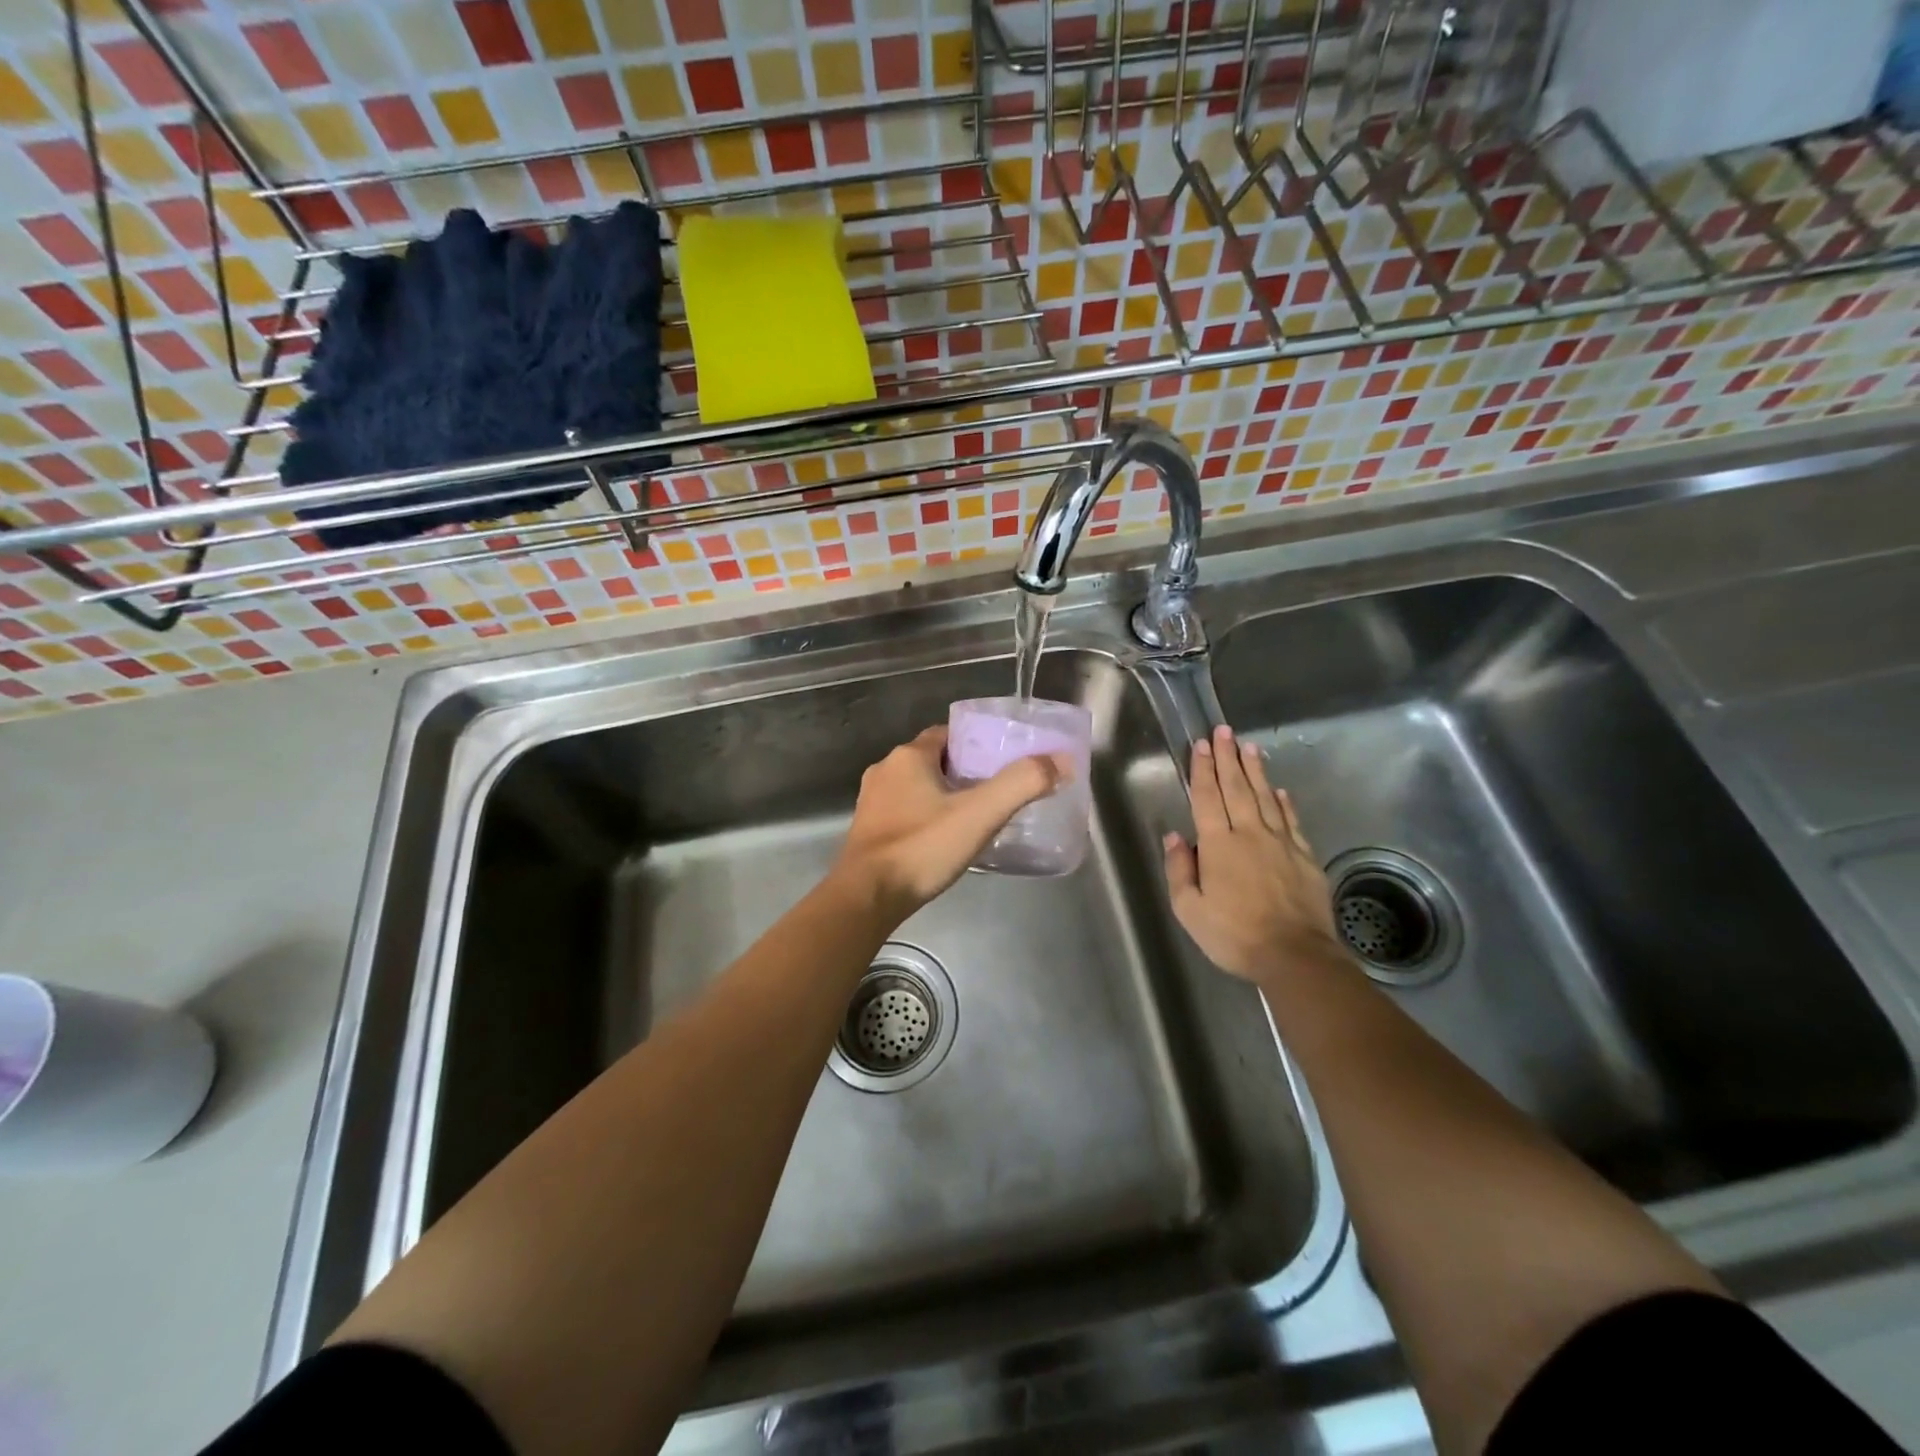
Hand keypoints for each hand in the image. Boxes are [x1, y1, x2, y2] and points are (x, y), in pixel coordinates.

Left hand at [834, 726, 1069, 919]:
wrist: (867, 897)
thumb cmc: (922, 848)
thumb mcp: (980, 814)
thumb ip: (1022, 784)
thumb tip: (1061, 760)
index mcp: (909, 756)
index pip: (949, 734)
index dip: (977, 745)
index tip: (1002, 762)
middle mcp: (885, 770)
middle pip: (934, 760)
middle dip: (964, 772)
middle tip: (996, 792)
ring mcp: (872, 801)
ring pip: (917, 787)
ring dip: (943, 796)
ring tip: (975, 817)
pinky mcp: (867, 829)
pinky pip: (904, 811)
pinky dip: (925, 817)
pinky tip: (943, 839)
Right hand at [1162, 724, 1350, 983]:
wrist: (1296, 956)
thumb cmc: (1234, 935)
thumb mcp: (1189, 910)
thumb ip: (1180, 870)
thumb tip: (1174, 836)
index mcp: (1218, 845)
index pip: (1207, 797)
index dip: (1202, 769)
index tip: (1200, 744)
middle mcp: (1250, 834)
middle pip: (1237, 788)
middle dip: (1228, 757)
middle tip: (1224, 731)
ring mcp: (1281, 843)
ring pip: (1266, 797)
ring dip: (1256, 770)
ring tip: (1250, 746)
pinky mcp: (1305, 857)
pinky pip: (1291, 820)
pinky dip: (1284, 802)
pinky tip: (1280, 790)